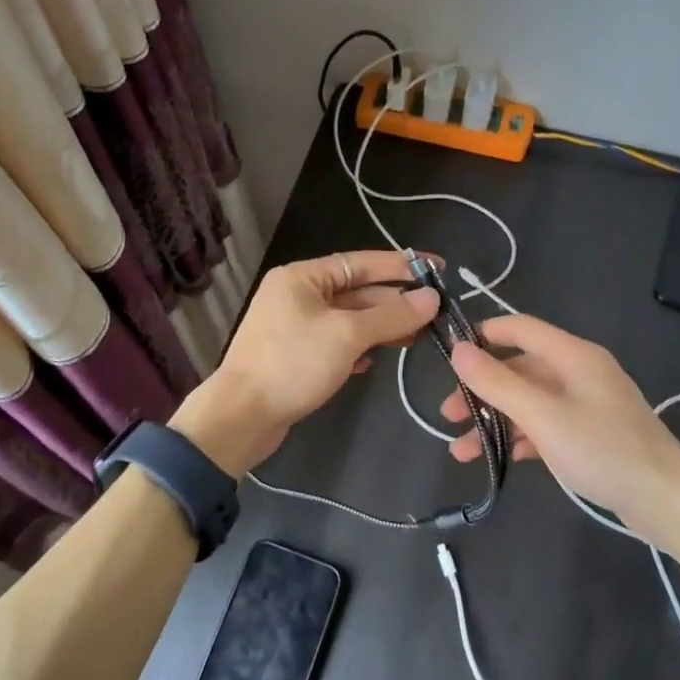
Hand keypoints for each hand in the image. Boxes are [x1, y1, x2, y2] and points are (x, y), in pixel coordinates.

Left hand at [172, 251, 438, 475]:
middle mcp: (297, 295)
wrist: (241, 417)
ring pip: (349, 320)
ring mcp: (295, 326)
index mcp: (303, 277)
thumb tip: (432, 297)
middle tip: (437, 313)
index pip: (361, 262)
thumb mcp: (347, 335)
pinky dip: (358, 349)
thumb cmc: (293, 364)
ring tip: (417, 337)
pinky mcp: (296, 356)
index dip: (402, 266)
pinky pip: (336, 343)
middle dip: (395, 302)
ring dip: (381, 328)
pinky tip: (375, 362)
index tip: (438, 270)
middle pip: (357, 291)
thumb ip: (391, 315)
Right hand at [438, 313, 679, 519]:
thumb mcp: (542, 416)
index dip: (483, 335)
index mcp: (573, 355)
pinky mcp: (590, 433)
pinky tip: (500, 460)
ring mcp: (586, 403)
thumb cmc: (602, 450)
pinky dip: (520, 437)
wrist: (666, 501)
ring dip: (495, 421)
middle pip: (519, 369)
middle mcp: (579, 372)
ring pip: (529, 401)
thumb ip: (497, 383)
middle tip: (448, 415)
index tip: (448, 355)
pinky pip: (545, 424)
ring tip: (462, 451)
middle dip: (481, 390)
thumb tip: (458, 350)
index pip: (519, 327)